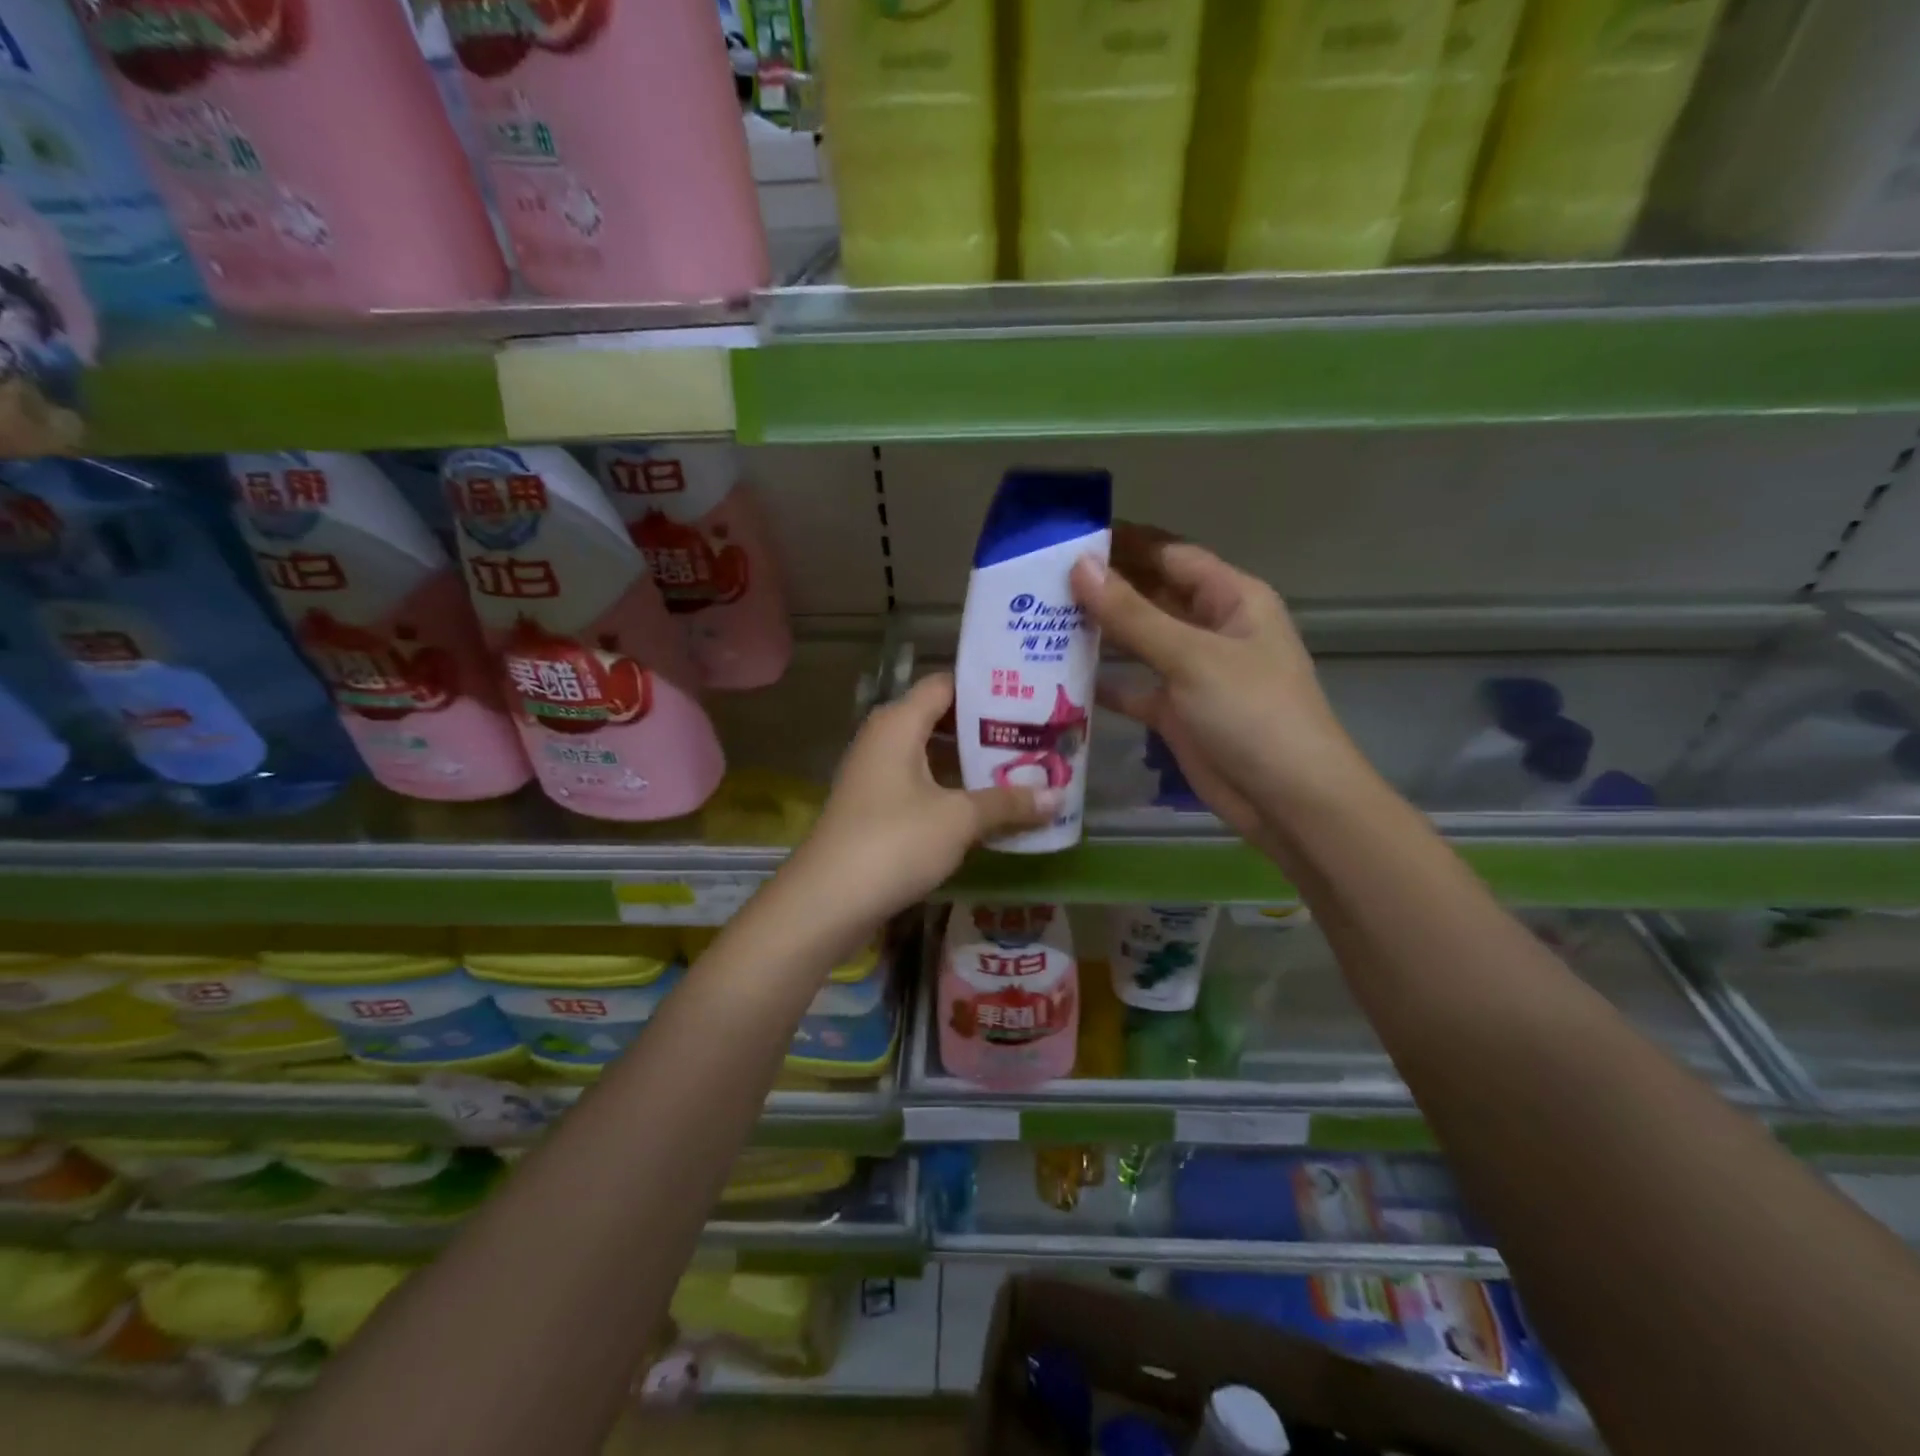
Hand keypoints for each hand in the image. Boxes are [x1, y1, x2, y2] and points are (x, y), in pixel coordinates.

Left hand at [782, 673, 1051, 931]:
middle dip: (985, 730)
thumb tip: (1059, 797)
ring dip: (970, 764)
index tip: (1028, 696)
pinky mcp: (874, 807)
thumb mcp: (959, 819)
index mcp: (898, 723)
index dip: (985, 688)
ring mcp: (875, 774)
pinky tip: (985, 807)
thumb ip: (1008, 803)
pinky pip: (920, 784)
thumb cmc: (895, 842)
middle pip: (940, 719)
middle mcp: (883, 738)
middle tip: (1034, 736)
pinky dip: (951, 789)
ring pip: (930, 755)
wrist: (827, 900)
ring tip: (1020, 769)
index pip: (946, 685)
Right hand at [1070, 524, 1371, 843]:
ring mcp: (1191, 672)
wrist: (1287, 800)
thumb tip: (1079, 566)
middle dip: (1104, 586)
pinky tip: (1058, 677)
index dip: (1124, 542)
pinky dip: (1103, 682)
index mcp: (1231, 599)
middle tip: (1040, 579)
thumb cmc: (1251, 713)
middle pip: (1151, 594)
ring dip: (1098, 632)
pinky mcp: (1175, 711)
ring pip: (1138, 641)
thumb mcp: (1191, 657)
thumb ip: (1132, 614)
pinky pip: (1132, 687)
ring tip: (1039, 620)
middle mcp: (1210, 628)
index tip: (1068, 535)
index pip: (1170, 555)